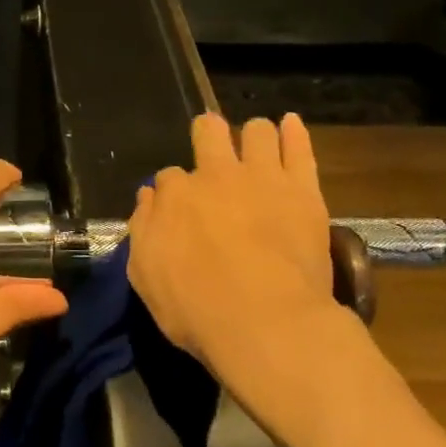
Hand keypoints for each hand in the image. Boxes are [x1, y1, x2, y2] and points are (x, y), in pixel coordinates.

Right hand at [128, 113, 362, 385]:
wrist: (265, 323)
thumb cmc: (197, 309)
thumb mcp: (146, 277)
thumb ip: (143, 230)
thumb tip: (148, 198)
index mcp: (175, 195)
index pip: (168, 178)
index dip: (174, 192)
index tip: (180, 209)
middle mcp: (214, 175)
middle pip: (209, 133)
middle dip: (208, 135)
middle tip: (214, 151)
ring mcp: (261, 177)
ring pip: (257, 131)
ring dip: (254, 135)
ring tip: (257, 146)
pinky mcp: (302, 190)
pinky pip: (300, 147)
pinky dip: (293, 132)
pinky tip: (289, 124)